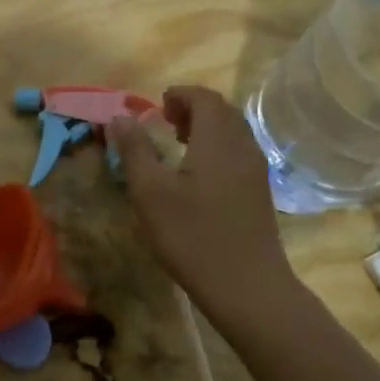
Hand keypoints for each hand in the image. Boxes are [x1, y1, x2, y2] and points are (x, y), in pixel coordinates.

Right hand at [111, 85, 293, 328]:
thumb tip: (120, 117)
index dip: (180, 95)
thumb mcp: (150, 193)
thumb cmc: (192, 236)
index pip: (205, 98)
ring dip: (207, 128)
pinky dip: (217, 148)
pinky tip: (198, 176)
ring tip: (179, 146)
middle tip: (165, 123)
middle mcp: (243, 147)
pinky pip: (239, 153)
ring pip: (233, 133)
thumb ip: (135, 151)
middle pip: (223, 112)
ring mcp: (256, 171)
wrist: (246, 285)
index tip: (156, 106)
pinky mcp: (260, 193)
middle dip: (193, 108)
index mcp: (218, 141)